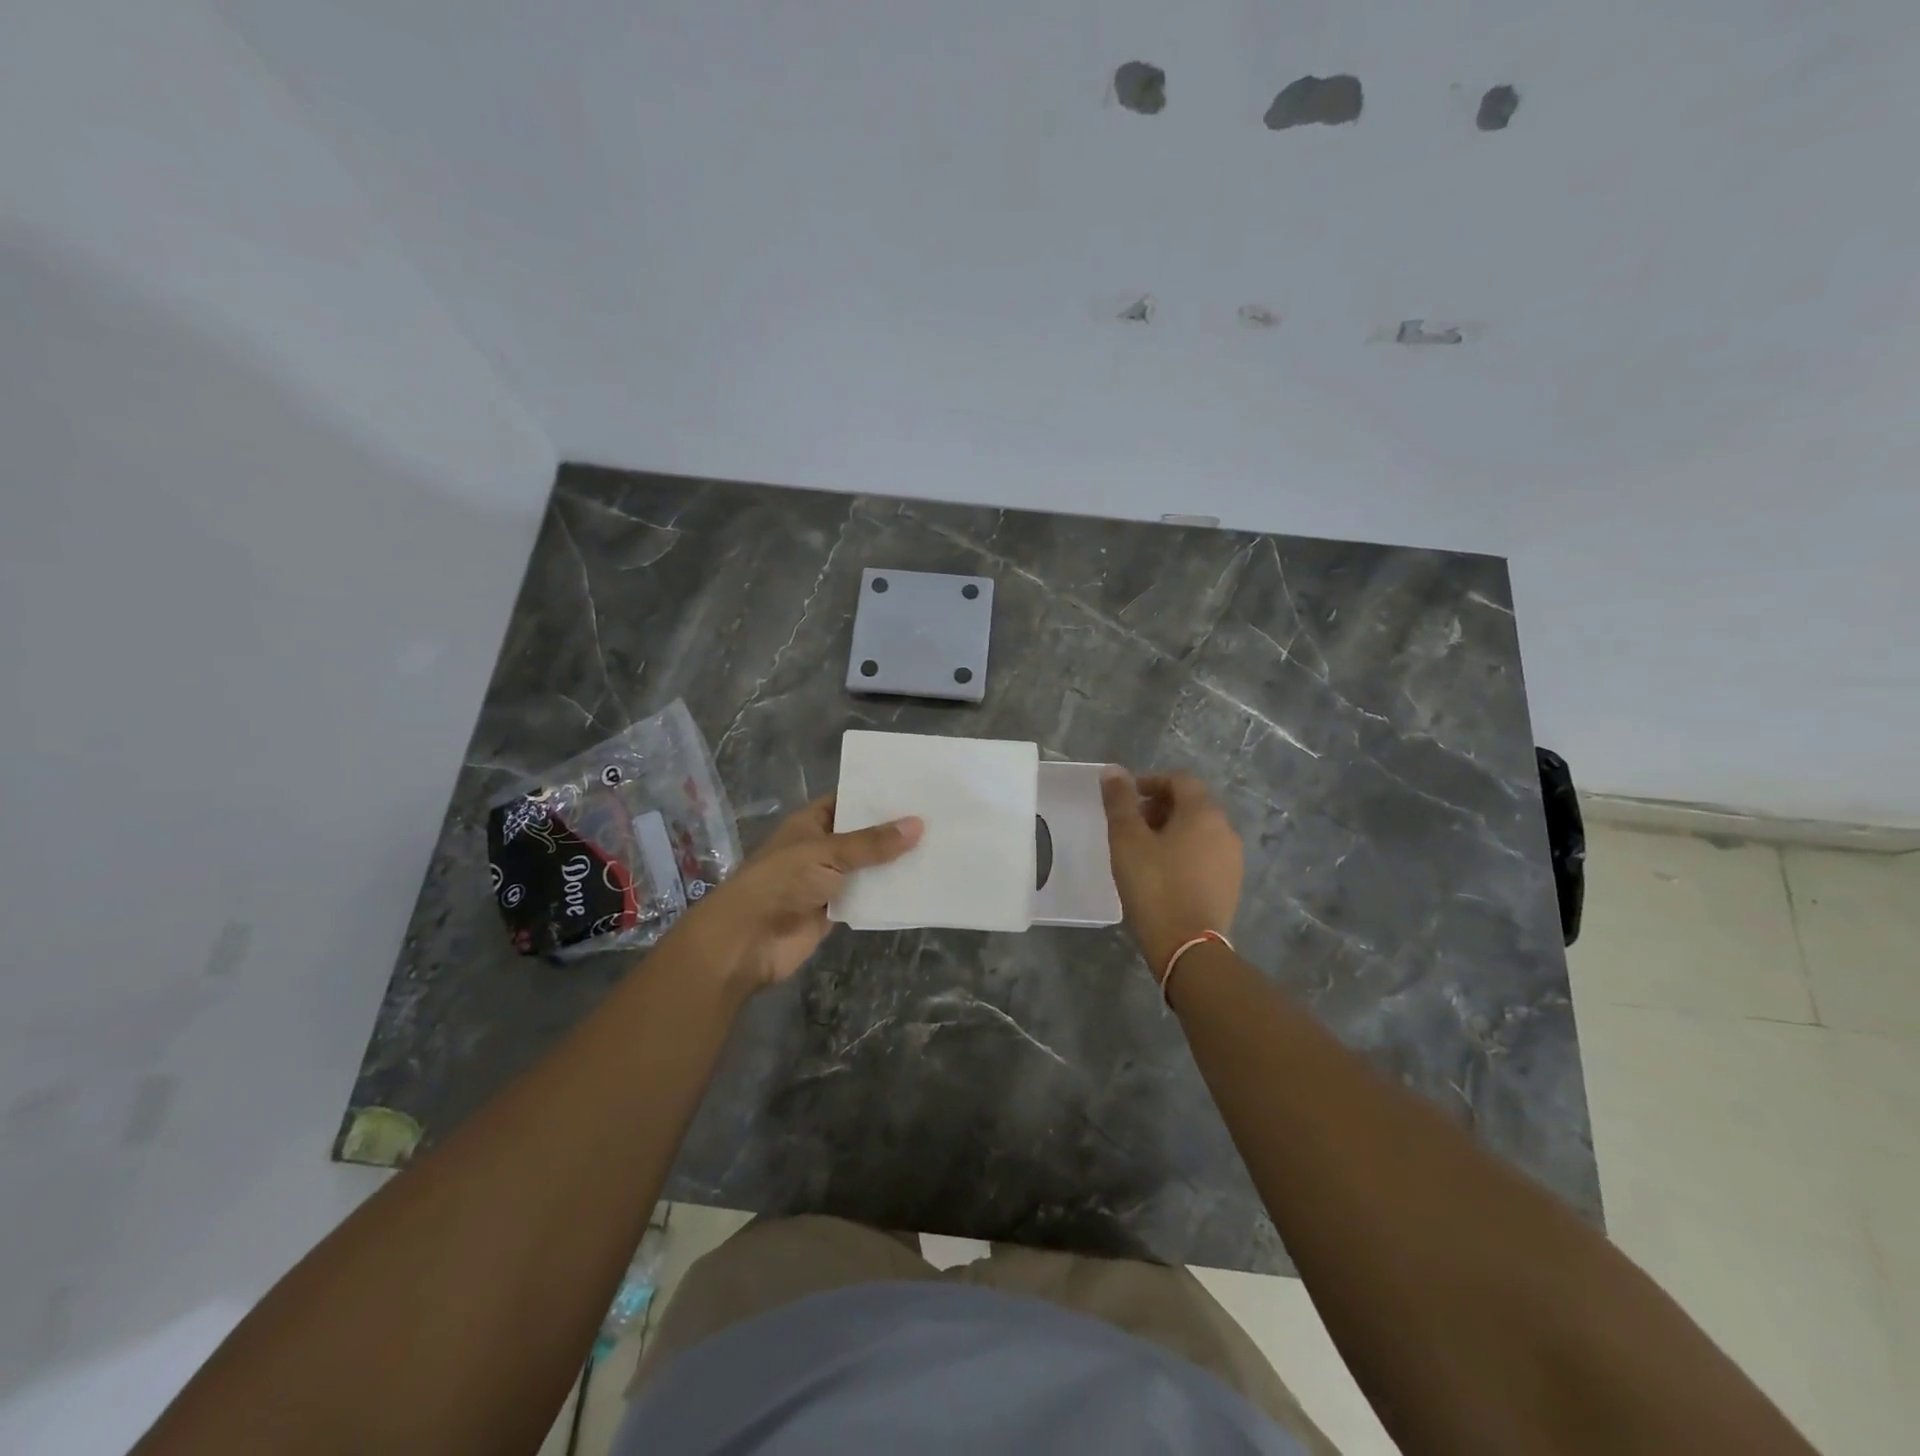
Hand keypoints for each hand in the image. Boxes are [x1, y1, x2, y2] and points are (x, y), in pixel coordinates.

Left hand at [678, 795, 922, 991]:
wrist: (747, 941)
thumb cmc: (781, 882)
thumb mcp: (827, 853)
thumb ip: (872, 843)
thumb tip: (918, 824)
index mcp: (809, 823)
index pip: (846, 800)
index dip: (875, 795)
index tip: (913, 789)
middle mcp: (819, 848)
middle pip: (861, 835)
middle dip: (892, 831)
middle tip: (937, 818)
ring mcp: (827, 881)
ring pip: (867, 868)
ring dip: (894, 864)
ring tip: (938, 848)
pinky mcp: (835, 911)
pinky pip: (866, 898)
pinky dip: (887, 894)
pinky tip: (920, 885)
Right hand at [1101, 769, 1243, 973]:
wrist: (1188, 948)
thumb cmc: (1155, 886)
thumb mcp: (1127, 840)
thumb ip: (1120, 801)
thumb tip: (1113, 771)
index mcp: (1204, 813)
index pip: (1179, 780)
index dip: (1150, 781)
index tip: (1124, 797)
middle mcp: (1225, 830)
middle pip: (1192, 804)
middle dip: (1159, 806)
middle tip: (1130, 823)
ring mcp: (1232, 860)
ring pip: (1199, 831)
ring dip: (1170, 829)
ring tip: (1142, 849)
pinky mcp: (1230, 886)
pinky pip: (1204, 855)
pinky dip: (1182, 852)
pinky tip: (1161, 873)